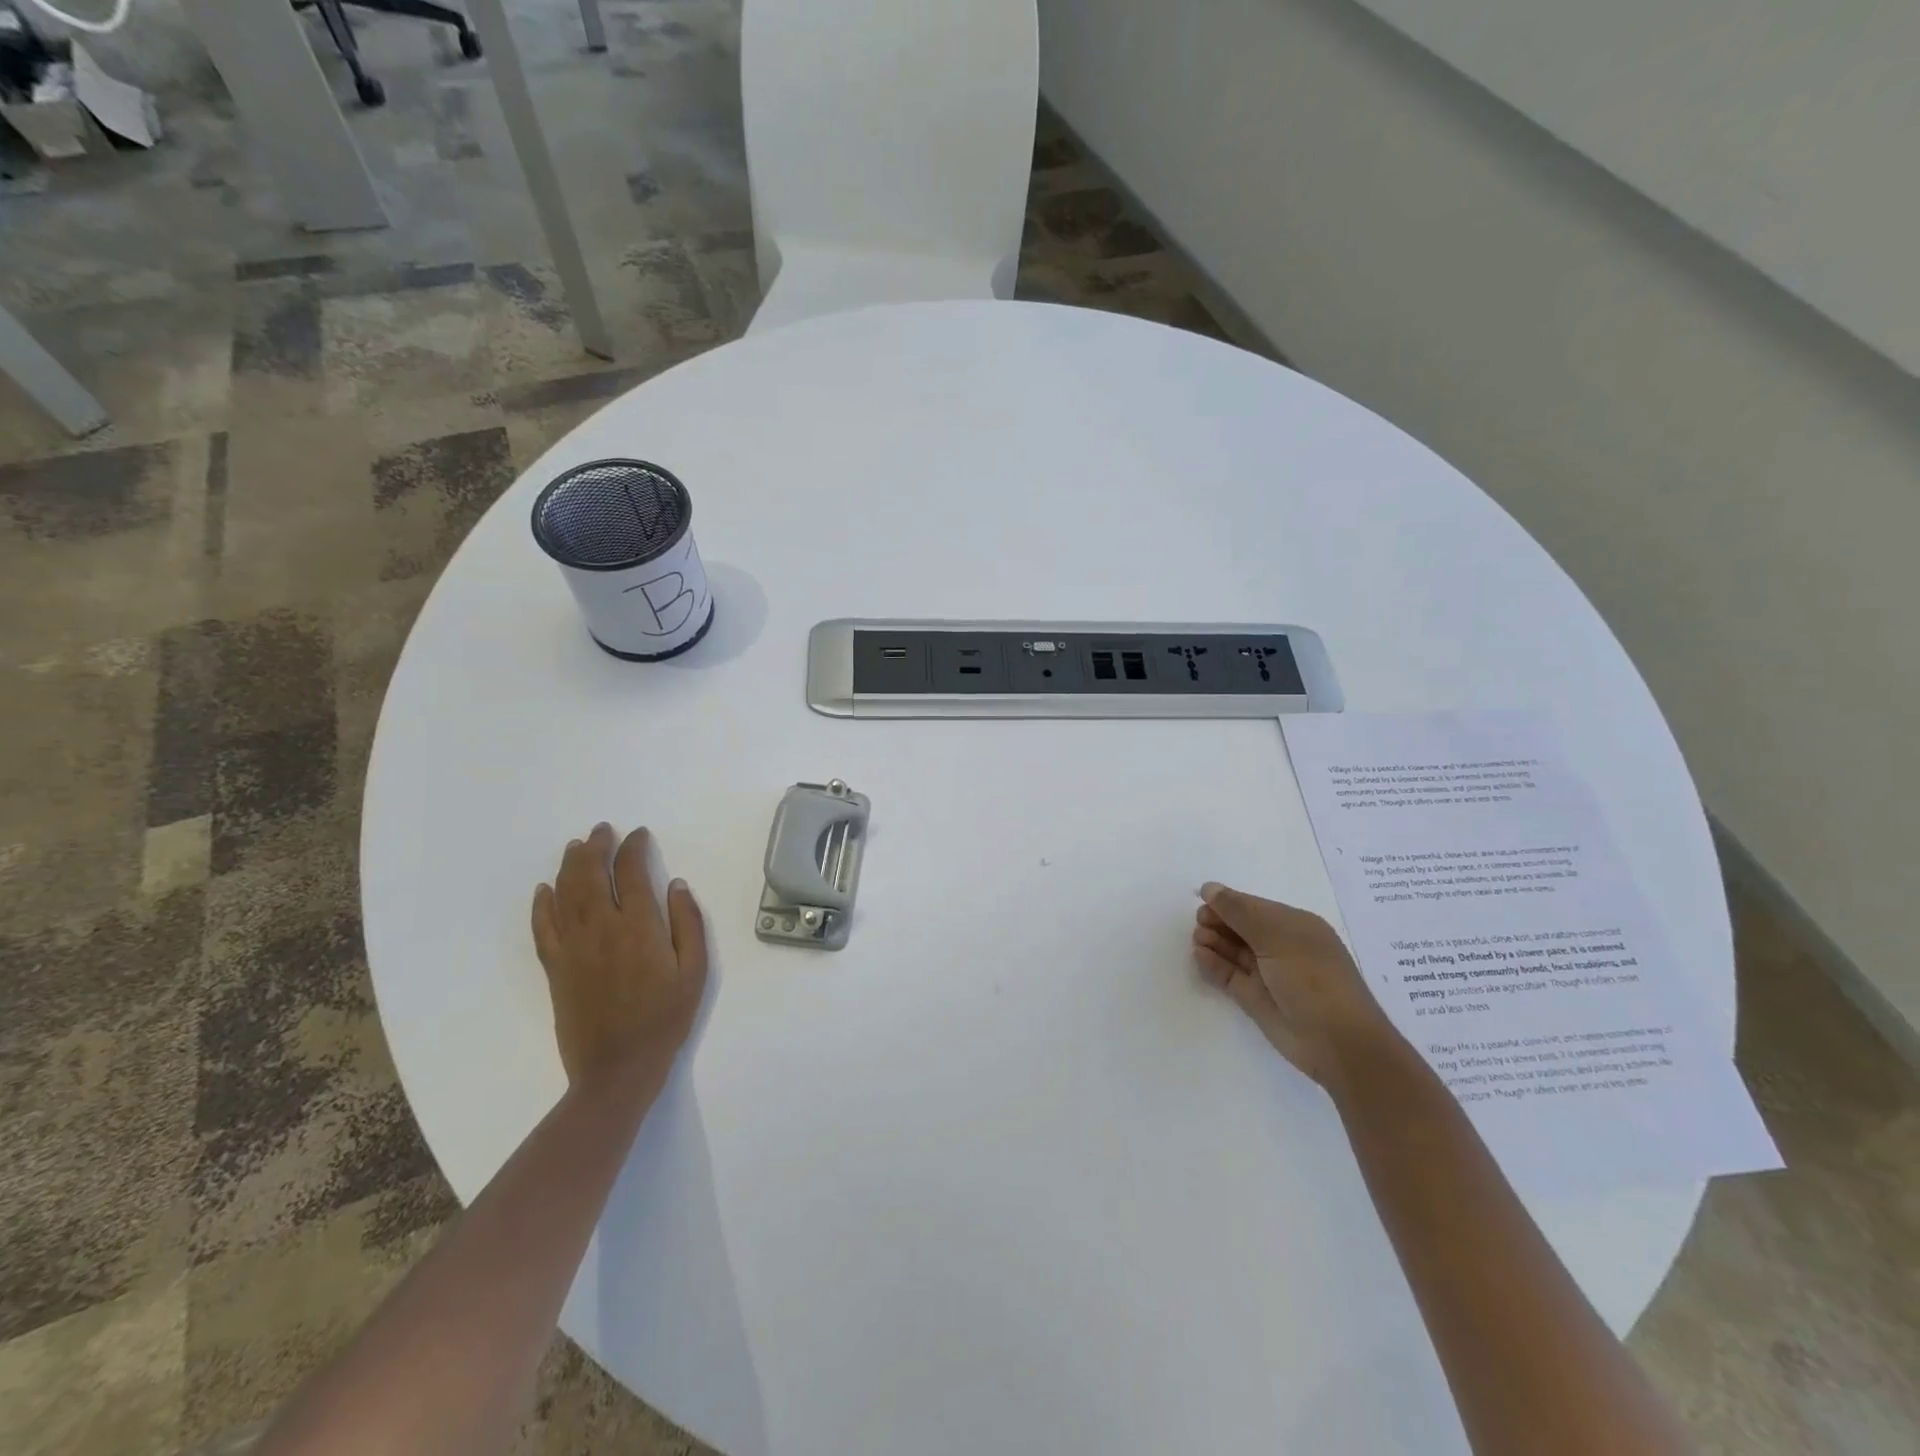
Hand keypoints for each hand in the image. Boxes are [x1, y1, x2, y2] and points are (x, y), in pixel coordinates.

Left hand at [531, 824, 708, 1092]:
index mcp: (639, 926)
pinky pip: (543, 927)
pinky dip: (542, 903)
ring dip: (569, 865)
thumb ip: (688, 923)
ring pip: (565, 893)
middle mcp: (601, 928)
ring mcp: (573, 947)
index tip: (639, 834)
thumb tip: (677, 885)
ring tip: (576, 846)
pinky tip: (544, 889)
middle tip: (602, 830)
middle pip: (591, 874)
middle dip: (596, 846)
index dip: (633, 848)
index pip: (631, 872)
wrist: (617, 1068)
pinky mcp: (555, 967)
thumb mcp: (695, 971)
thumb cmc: (665, 1019)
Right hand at [1191, 881, 1397, 1087]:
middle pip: (1241, 927)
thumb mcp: (1277, 936)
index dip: (1228, 902)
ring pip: (1233, 950)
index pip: (1254, 906)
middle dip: (1218, 921)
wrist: (1337, 1043)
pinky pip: (1229, 974)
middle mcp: (1281, 947)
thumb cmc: (1312, 978)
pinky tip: (1199, 955)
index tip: (1202, 900)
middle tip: (1200, 922)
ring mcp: (1267, 973)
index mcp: (1295, 926)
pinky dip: (1213, 964)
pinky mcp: (1254, 998)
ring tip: (1198, 939)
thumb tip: (1210, 888)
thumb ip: (1240, 911)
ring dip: (1213, 941)